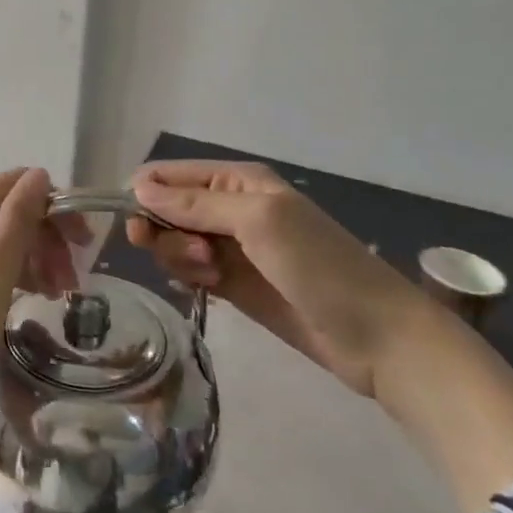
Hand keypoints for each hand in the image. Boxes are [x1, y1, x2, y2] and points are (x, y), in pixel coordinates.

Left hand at [0, 167, 61, 417]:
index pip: (18, 184)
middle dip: (46, 238)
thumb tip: (39, 175)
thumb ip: (18, 220)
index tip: (83, 246)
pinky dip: (11, 276)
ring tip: (57, 296)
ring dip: (33, 260)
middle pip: (10, 211)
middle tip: (72, 282)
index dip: (55, 207)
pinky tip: (29, 300)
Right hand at [127, 160, 427, 397]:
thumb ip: (196, 204)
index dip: (145, 195)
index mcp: (237, 181)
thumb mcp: (258, 222)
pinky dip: (188, 276)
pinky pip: (190, 270)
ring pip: (175, 241)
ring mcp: (231, 247)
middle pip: (166, 209)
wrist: (376, 336)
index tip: (136, 226)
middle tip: (193, 256)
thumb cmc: (319, 266)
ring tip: (212, 276)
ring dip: (179, 257)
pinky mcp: (232, 283)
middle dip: (165, 230)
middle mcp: (230, 208)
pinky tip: (207, 288)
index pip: (170, 176)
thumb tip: (138, 187)